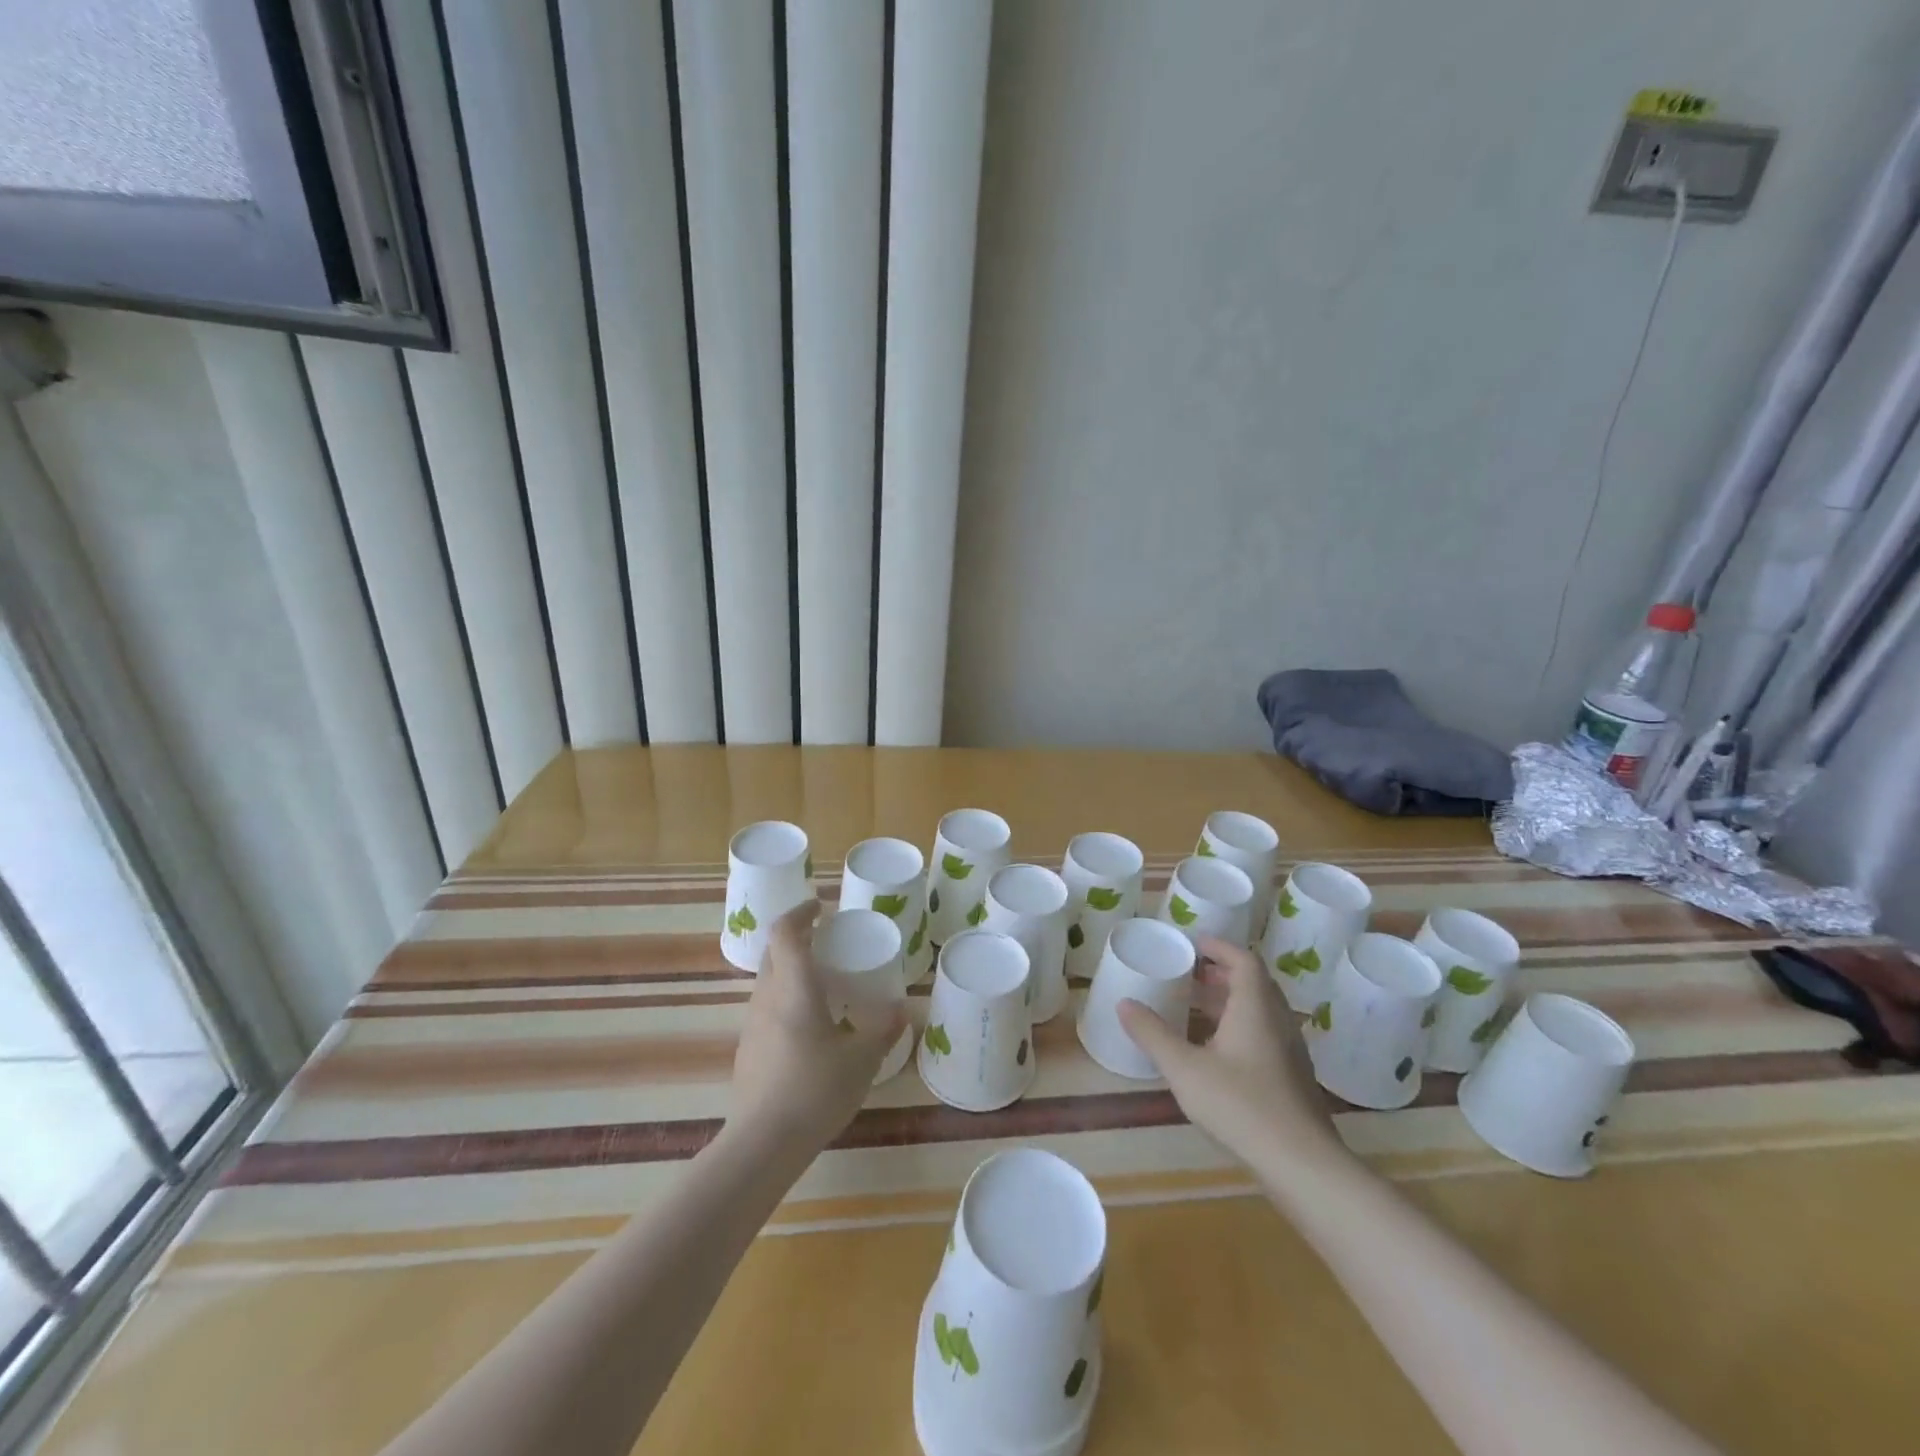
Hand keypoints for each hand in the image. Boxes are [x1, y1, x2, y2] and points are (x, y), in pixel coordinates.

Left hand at [727, 901, 906, 1150]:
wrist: (763, 1143)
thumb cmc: (816, 1090)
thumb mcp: (862, 1059)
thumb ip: (883, 1029)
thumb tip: (902, 1009)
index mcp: (794, 987)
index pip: (785, 932)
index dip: (801, 912)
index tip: (821, 907)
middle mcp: (767, 997)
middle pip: (774, 953)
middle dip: (798, 939)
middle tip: (828, 942)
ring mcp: (752, 1024)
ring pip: (768, 981)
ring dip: (791, 970)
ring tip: (823, 984)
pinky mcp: (748, 1050)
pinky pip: (766, 1009)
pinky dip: (786, 1000)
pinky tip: (809, 1028)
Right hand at [1118, 936, 1345, 1170]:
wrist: (1302, 1165)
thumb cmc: (1241, 1105)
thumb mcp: (1185, 1069)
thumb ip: (1153, 1034)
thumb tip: (1124, 1003)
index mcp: (1255, 1007)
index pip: (1244, 960)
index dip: (1220, 947)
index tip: (1194, 943)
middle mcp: (1278, 1021)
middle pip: (1254, 983)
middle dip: (1221, 973)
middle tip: (1189, 974)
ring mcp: (1290, 1051)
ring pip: (1260, 1010)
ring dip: (1230, 1001)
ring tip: (1196, 1007)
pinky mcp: (1293, 1078)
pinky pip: (1265, 1034)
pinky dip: (1240, 1026)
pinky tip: (1217, 1051)